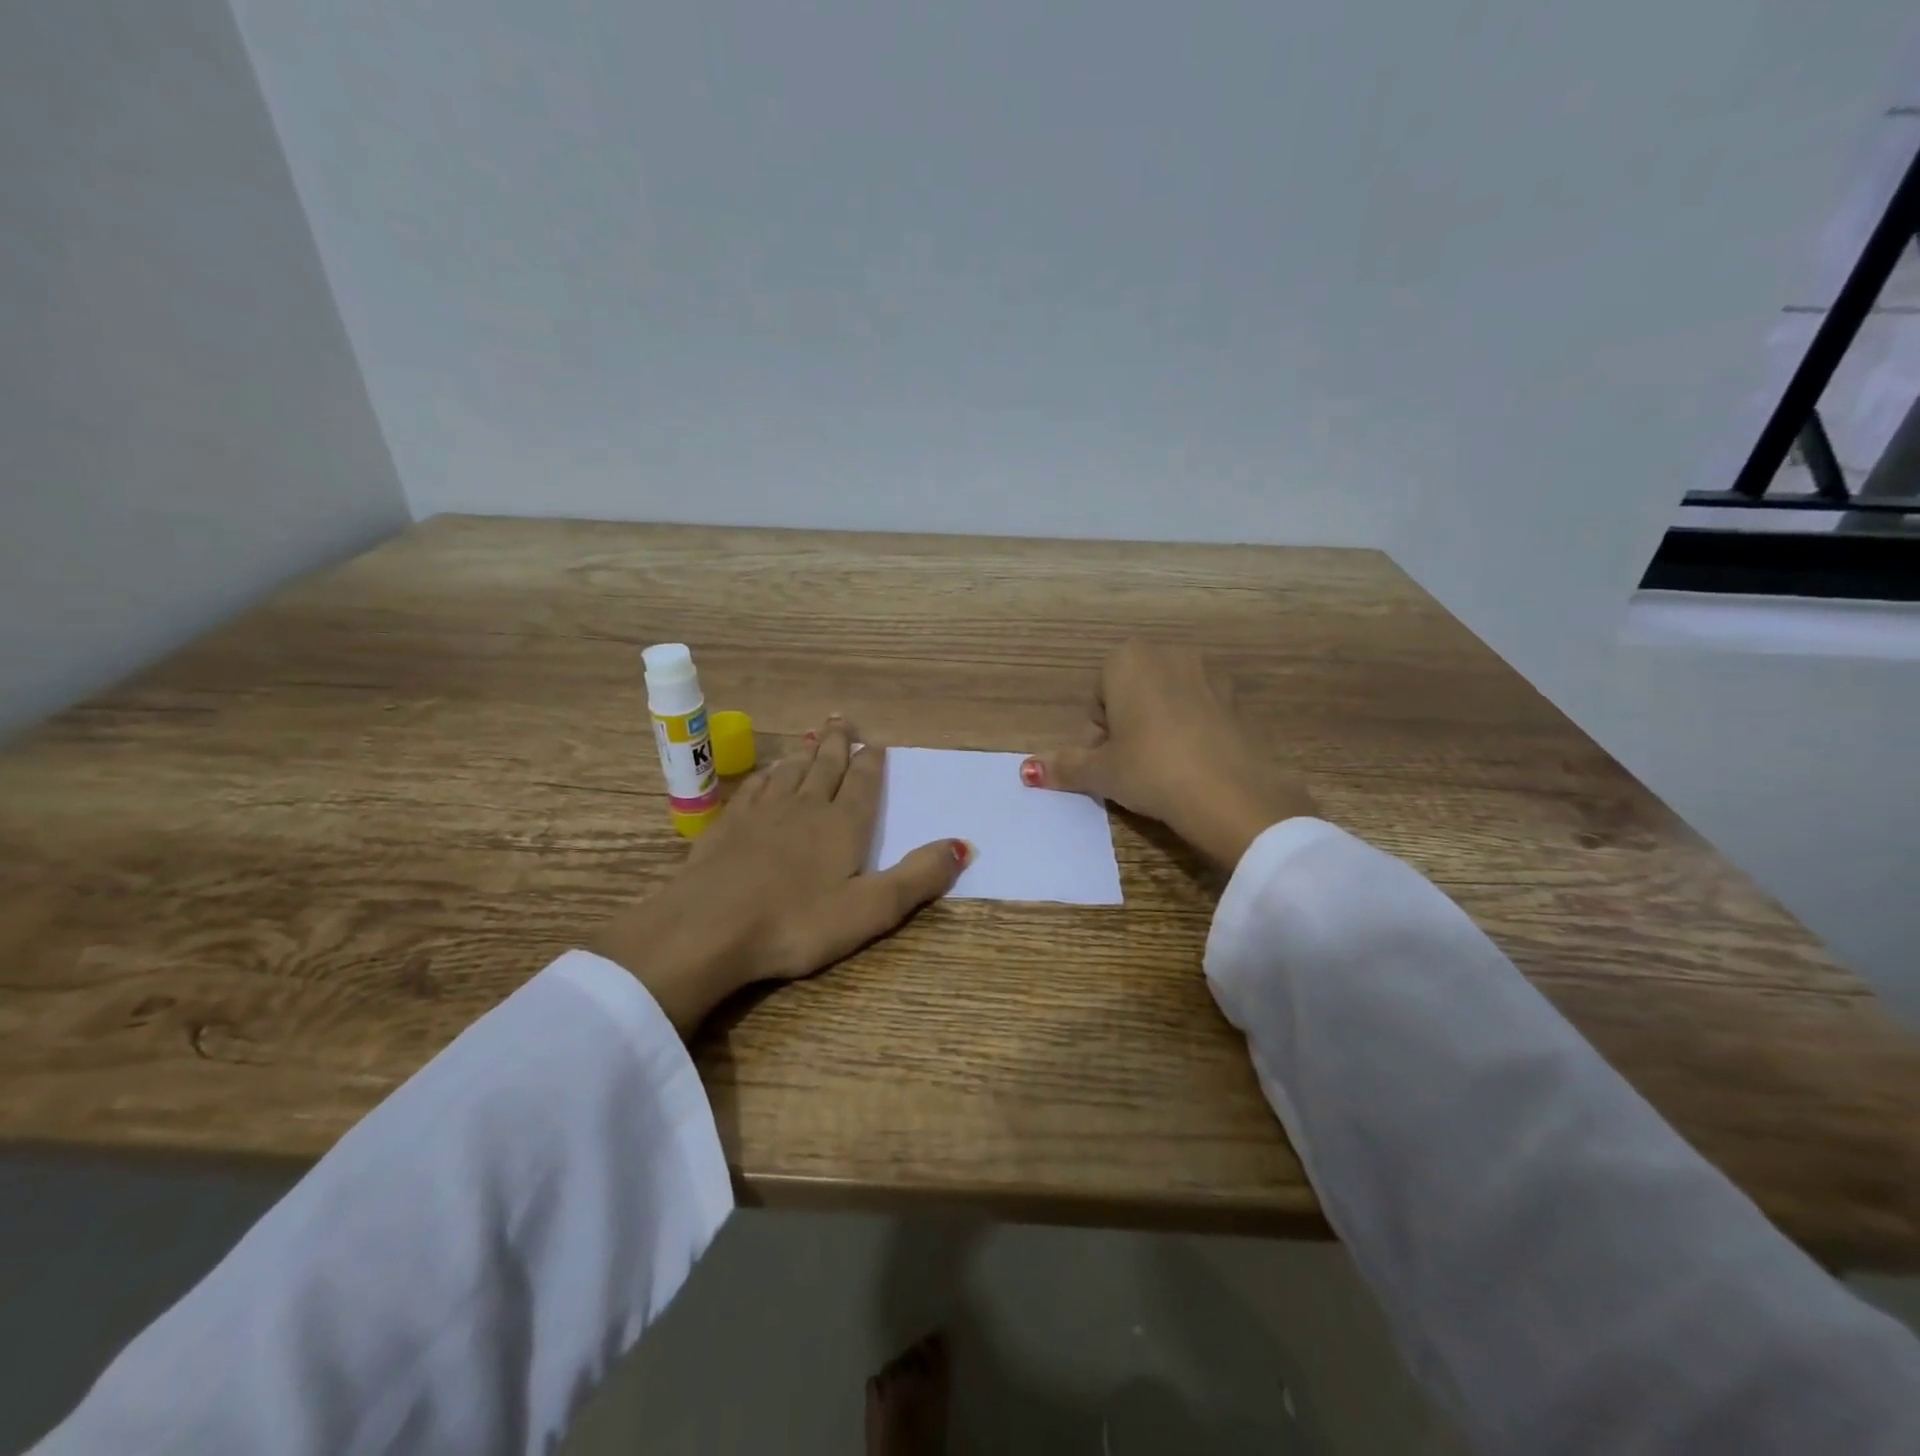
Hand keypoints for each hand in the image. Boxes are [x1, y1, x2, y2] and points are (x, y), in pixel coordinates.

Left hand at [592, 717, 967, 1035]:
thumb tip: (963, 844)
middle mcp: (805, 808)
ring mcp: (762, 814)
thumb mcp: (870, 909)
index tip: (875, 742)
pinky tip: (768, 773)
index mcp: (843, 826)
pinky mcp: (728, 826)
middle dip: (838, 744)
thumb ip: (918, 877)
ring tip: (813, 738)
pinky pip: (755, 787)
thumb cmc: (796, 923)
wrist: (708, 929)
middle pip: (826, 767)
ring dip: (805, 753)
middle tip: (843, 720)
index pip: (863, 785)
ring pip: (790, 772)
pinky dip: (767, 774)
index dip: (871, 763)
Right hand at [1021, 642, 1315, 870]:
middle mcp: (1168, 653)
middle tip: (1129, 767)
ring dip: (1157, 726)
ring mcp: (1207, 671)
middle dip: (1125, 726)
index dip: (1096, 735)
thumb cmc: (1149, 769)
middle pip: (1130, 693)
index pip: (1097, 698)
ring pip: (1165, 700)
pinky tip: (1191, 763)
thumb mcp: (1101, 772)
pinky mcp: (1235, 696)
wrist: (1227, 791)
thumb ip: (1065, 765)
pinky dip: (1189, 729)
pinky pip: (1198, 709)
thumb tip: (1028, 771)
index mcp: (1127, 660)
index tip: (1106, 763)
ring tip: (1161, 767)